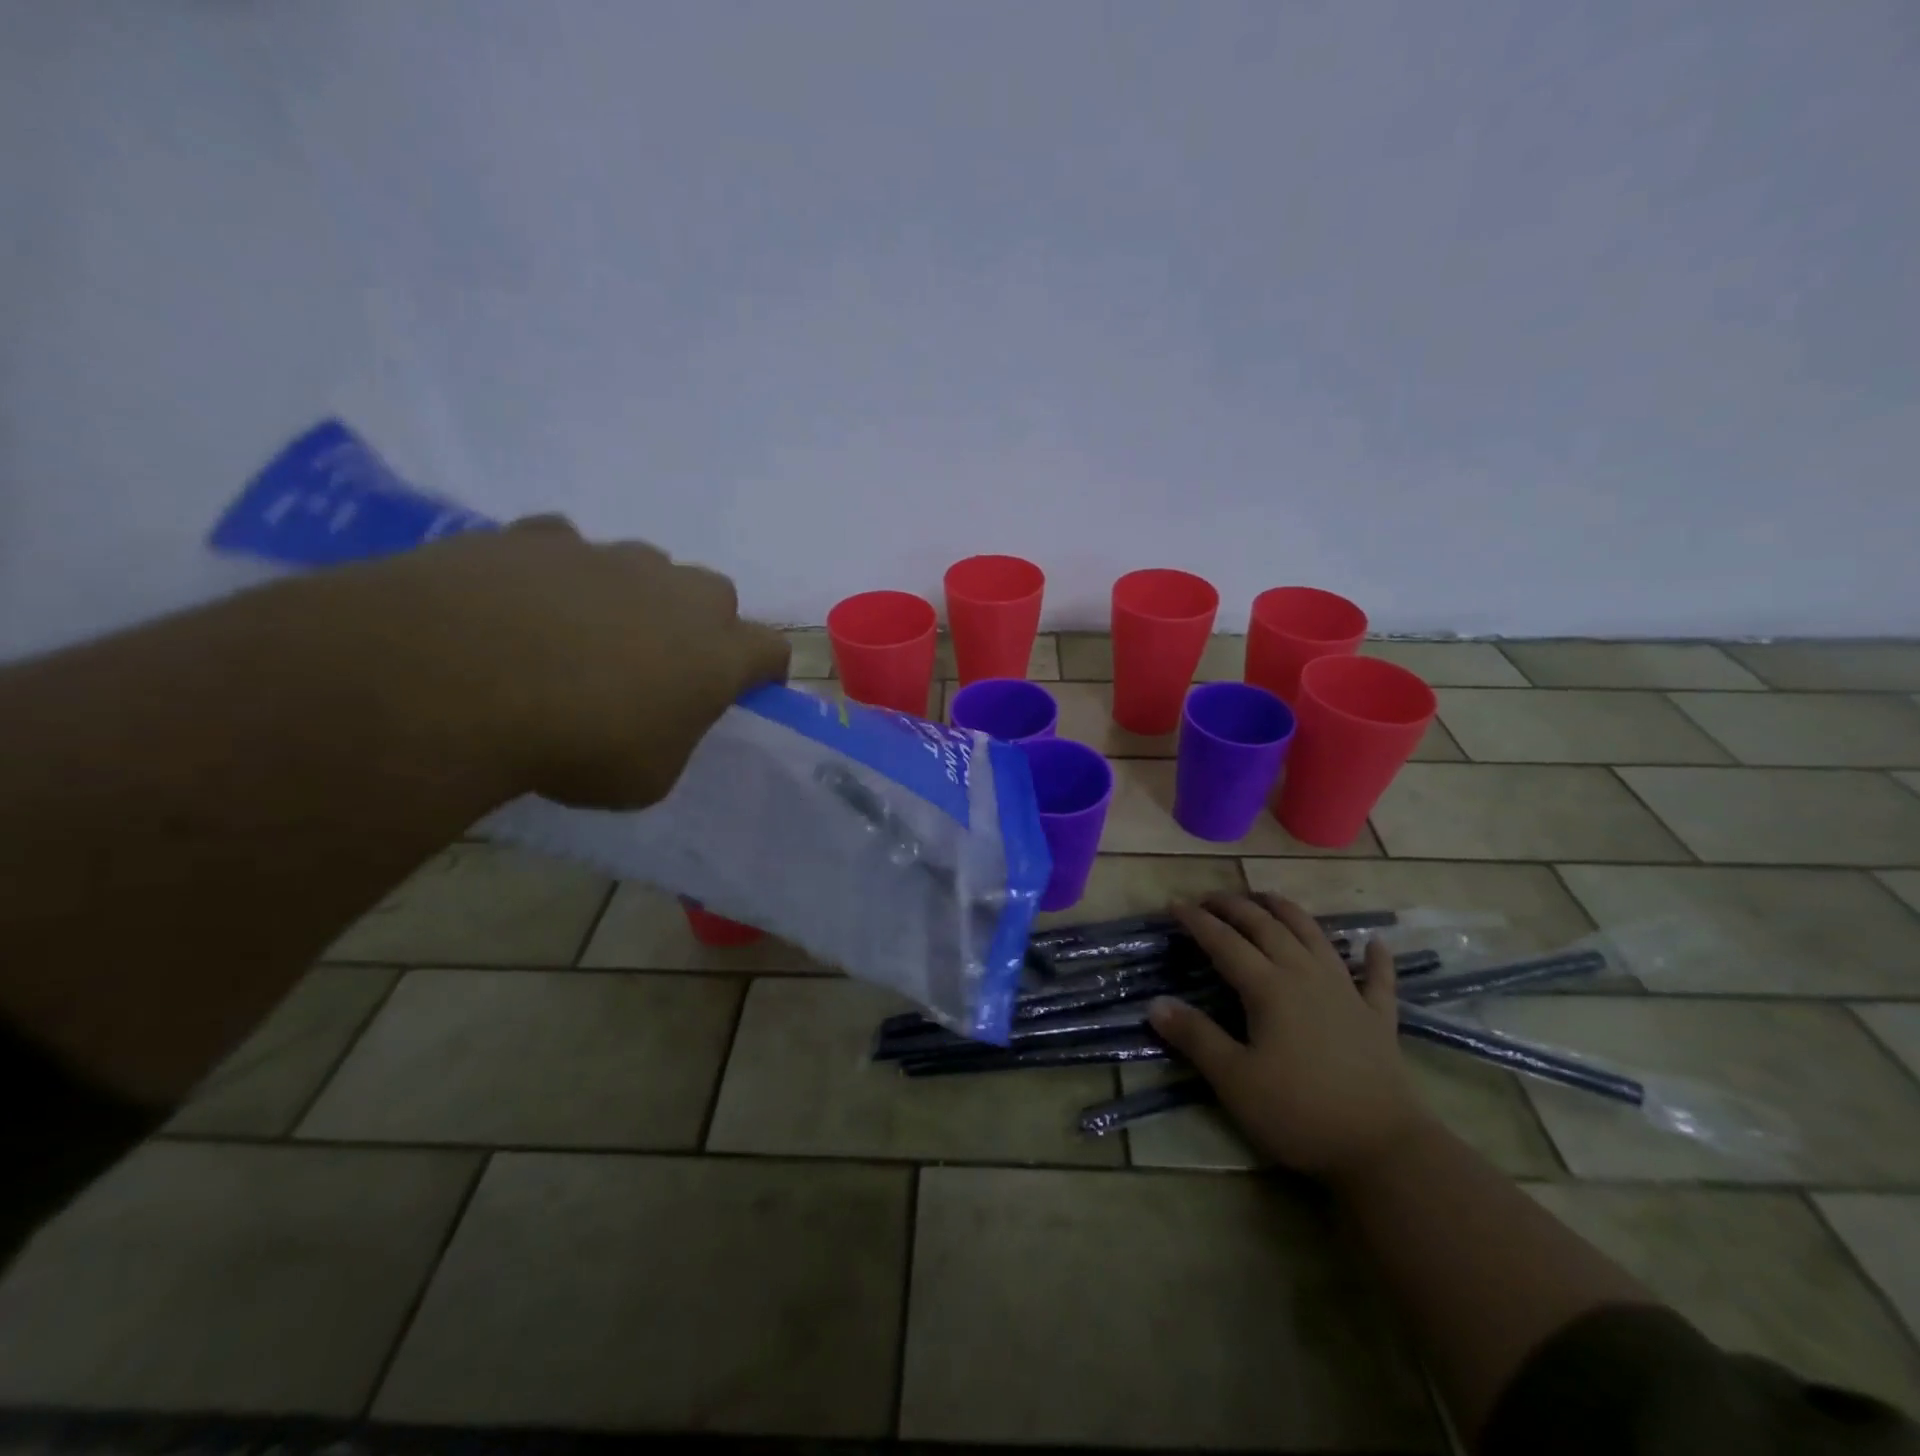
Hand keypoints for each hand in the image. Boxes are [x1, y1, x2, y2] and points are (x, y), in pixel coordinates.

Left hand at [320, 515, 789, 807]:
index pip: (773, 651)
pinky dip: (559, 575)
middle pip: (716, 597)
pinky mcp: (542, 535)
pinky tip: (524, 605)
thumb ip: (674, 738)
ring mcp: (610, 556)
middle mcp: (678, 593)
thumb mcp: (648, 777)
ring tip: (584, 635)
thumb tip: (661, 720)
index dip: (763, 671)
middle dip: (700, 626)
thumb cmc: (576, 745)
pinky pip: (567, 549)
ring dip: (633, 596)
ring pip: (645, 567)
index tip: (744, 690)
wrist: (457, 680)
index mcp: (717, 653)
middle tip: (661, 664)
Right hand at [1148, 893, 1432, 1184]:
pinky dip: (1375, 959)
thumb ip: (1195, 1037)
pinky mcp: (1378, 1018)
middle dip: (1236, 906)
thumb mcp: (1234, 1080)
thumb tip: (1156, 1004)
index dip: (1197, 921)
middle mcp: (1306, 976)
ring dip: (1289, 912)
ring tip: (1268, 898)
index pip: (1224, 942)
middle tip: (1211, 897)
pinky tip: (1374, 944)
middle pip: (1267, 927)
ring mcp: (1347, 993)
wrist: (1384, 1148)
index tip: (1174, 903)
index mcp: (1269, 988)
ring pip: (1314, 937)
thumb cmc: (1299, 1112)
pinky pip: (1377, 979)